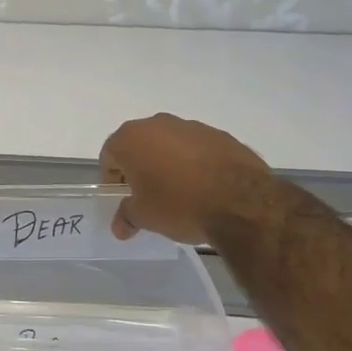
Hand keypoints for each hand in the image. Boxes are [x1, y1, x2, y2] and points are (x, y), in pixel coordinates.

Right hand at [99, 113, 275, 243]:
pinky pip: (197, 148)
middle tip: (148, 196)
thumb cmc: (179, 204)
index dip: (112, 179)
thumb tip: (119, 226)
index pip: (110, 156)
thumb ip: (126, 216)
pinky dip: (195, 163)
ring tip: (180, 193)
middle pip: (139, 145)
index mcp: (131, 138)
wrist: (241, 201)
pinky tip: (205, 187)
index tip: (123, 199)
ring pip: (169, 144)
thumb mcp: (144, 217)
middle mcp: (158, 124)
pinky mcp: (220, 135)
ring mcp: (191, 126)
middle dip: (140, 168)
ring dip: (168, 164)